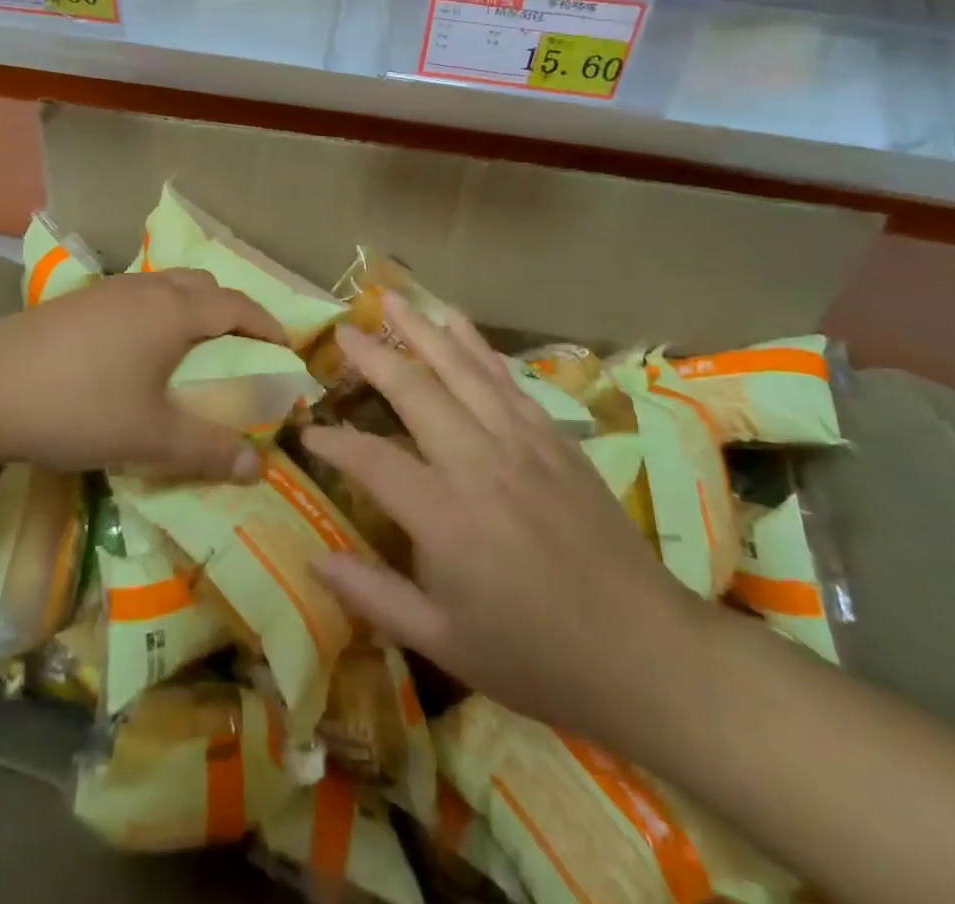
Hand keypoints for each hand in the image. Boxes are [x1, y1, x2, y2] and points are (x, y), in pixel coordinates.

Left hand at [0, 269, 287, 480]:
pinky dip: (154, 315)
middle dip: (230, 311)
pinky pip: (133, 298)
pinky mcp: (73, 304)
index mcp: (172, 311)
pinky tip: (133, 354)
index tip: (285, 350)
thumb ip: (208, 450)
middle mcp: (143, 289)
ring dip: (189, 310)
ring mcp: (104, 291)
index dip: (267, 324)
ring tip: (189, 351)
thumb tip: (257, 468)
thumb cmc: (77, 407)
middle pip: (203, 284)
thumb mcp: (150, 437)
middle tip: (239, 349)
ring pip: (164, 287)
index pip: (237, 305)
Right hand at [301, 293, 709, 744]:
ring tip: (394, 299)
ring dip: (425, 331)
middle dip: (375, 357)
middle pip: (416, 391)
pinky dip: (479, 348)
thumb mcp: (444, 642)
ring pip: (463, 370)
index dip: (335, 442)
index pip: (371, 460)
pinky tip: (460, 325)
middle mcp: (478, 463)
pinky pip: (508, 381)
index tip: (310, 431)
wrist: (644, 651)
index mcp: (444, 515)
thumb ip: (373, 595)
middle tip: (345, 331)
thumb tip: (314, 558)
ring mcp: (522, 443)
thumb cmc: (536, 655)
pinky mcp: (555, 439)